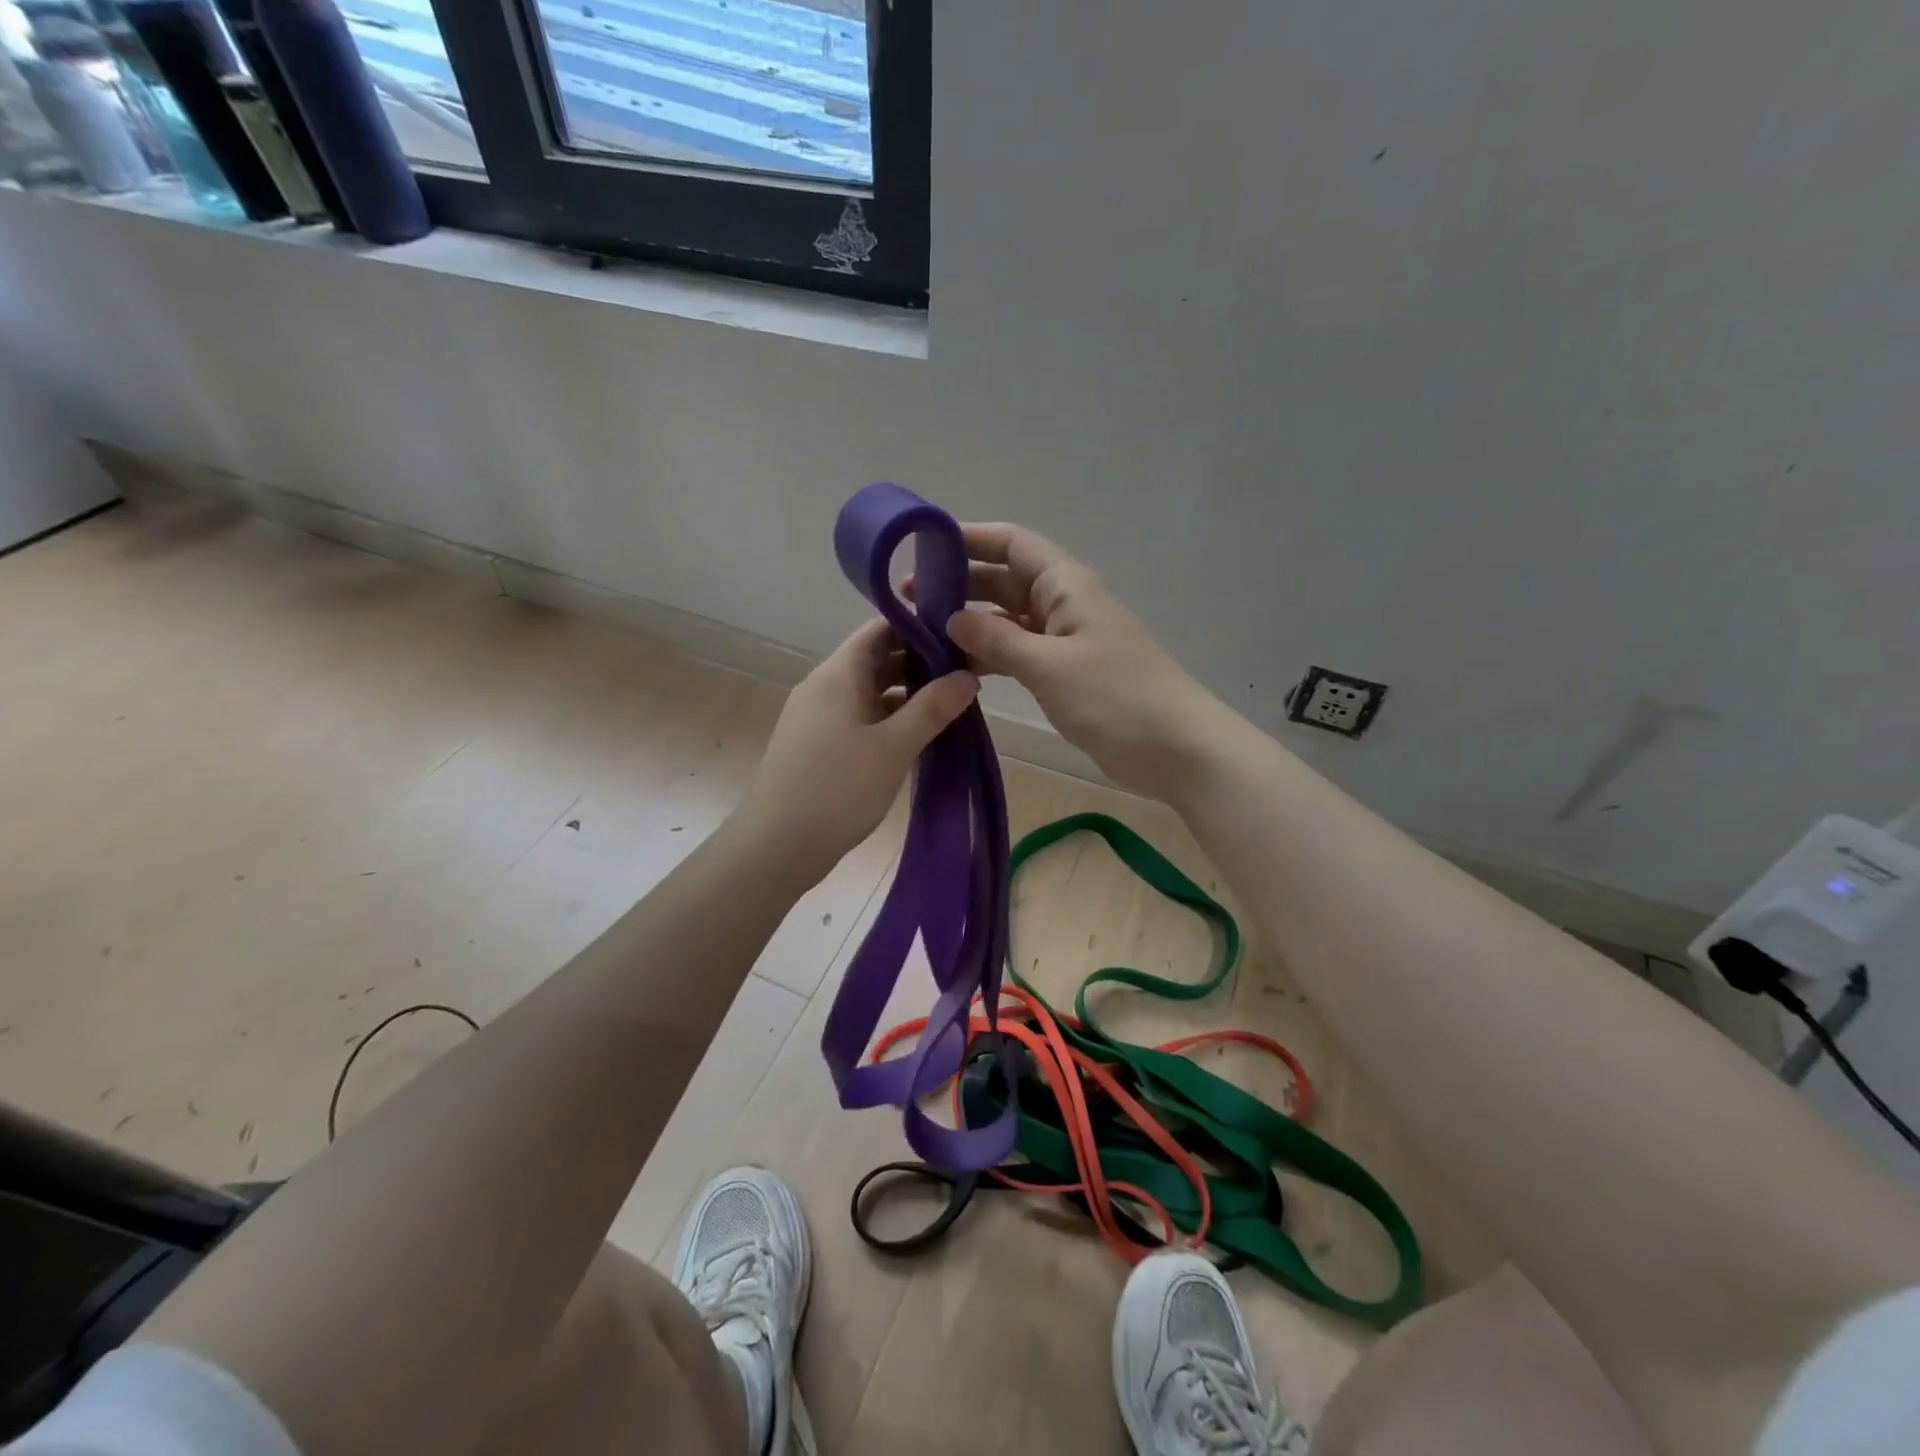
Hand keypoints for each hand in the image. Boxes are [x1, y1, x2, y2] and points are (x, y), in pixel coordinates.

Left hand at [733, 619, 977, 881]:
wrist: (775, 847)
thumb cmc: (837, 789)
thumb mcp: (893, 747)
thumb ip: (933, 708)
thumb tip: (968, 676)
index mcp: (838, 674)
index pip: (880, 629)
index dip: (920, 627)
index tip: (960, 638)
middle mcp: (824, 686)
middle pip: (876, 659)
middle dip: (920, 664)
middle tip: (966, 676)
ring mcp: (817, 716)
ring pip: (869, 691)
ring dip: (907, 695)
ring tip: (951, 707)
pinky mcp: (817, 744)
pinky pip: (859, 717)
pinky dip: (889, 719)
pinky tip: (917, 737)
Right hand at [940, 523, 1226, 799]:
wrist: (1175, 749)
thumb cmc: (1115, 697)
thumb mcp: (1050, 665)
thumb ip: (997, 638)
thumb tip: (951, 617)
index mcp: (1065, 585)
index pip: (1012, 543)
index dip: (969, 539)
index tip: (921, 549)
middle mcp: (1062, 603)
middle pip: (1004, 579)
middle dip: (959, 585)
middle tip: (906, 602)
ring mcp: (1064, 640)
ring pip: (1007, 619)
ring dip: (969, 624)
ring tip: (919, 636)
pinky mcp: (1064, 673)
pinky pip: (1017, 653)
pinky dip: (989, 656)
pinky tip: (955, 667)